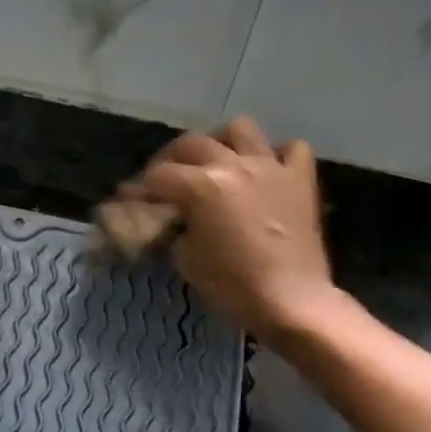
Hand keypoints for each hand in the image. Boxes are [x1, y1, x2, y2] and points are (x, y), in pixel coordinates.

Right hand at [118, 116, 337, 342]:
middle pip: (190, 143)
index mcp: (200, 186)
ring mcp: (270, 167)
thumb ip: (172, 230)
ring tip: (215, 160)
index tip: (129, 199)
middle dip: (170, 159)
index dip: (138, 188)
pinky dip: (276, 154)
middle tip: (164, 180)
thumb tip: (170, 221)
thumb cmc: (231, 285)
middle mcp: (232, 165)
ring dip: (221, 141)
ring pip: (240, 129)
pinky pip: (291, 149)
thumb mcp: (185, 259)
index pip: (157, 176)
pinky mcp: (301, 180)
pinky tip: (265, 170)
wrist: (291, 301)